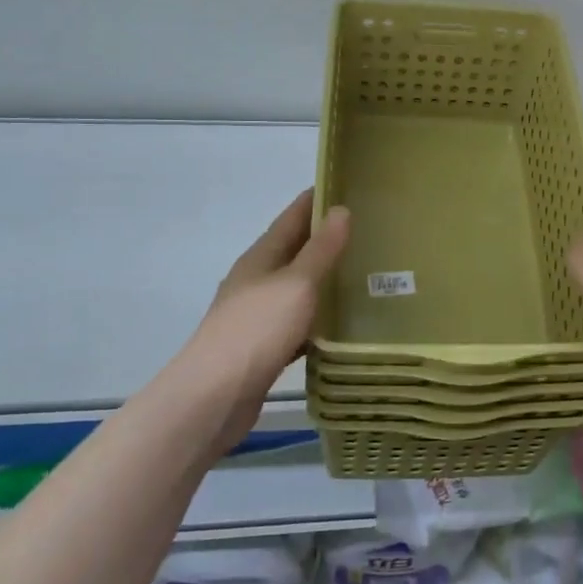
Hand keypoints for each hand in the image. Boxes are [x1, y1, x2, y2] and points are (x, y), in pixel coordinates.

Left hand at [176, 190, 349, 442]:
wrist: (213, 398)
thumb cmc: (256, 330)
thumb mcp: (296, 284)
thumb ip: (320, 249)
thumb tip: (340, 209)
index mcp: (261, 257)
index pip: (292, 216)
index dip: (316, 199)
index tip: (347, 186)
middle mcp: (256, 280)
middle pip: (294, 250)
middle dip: (325, 237)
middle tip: (368, 230)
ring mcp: (256, 315)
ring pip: (297, 287)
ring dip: (323, 278)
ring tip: (363, 273)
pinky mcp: (263, 347)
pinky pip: (297, 321)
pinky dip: (318, 317)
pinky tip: (341, 324)